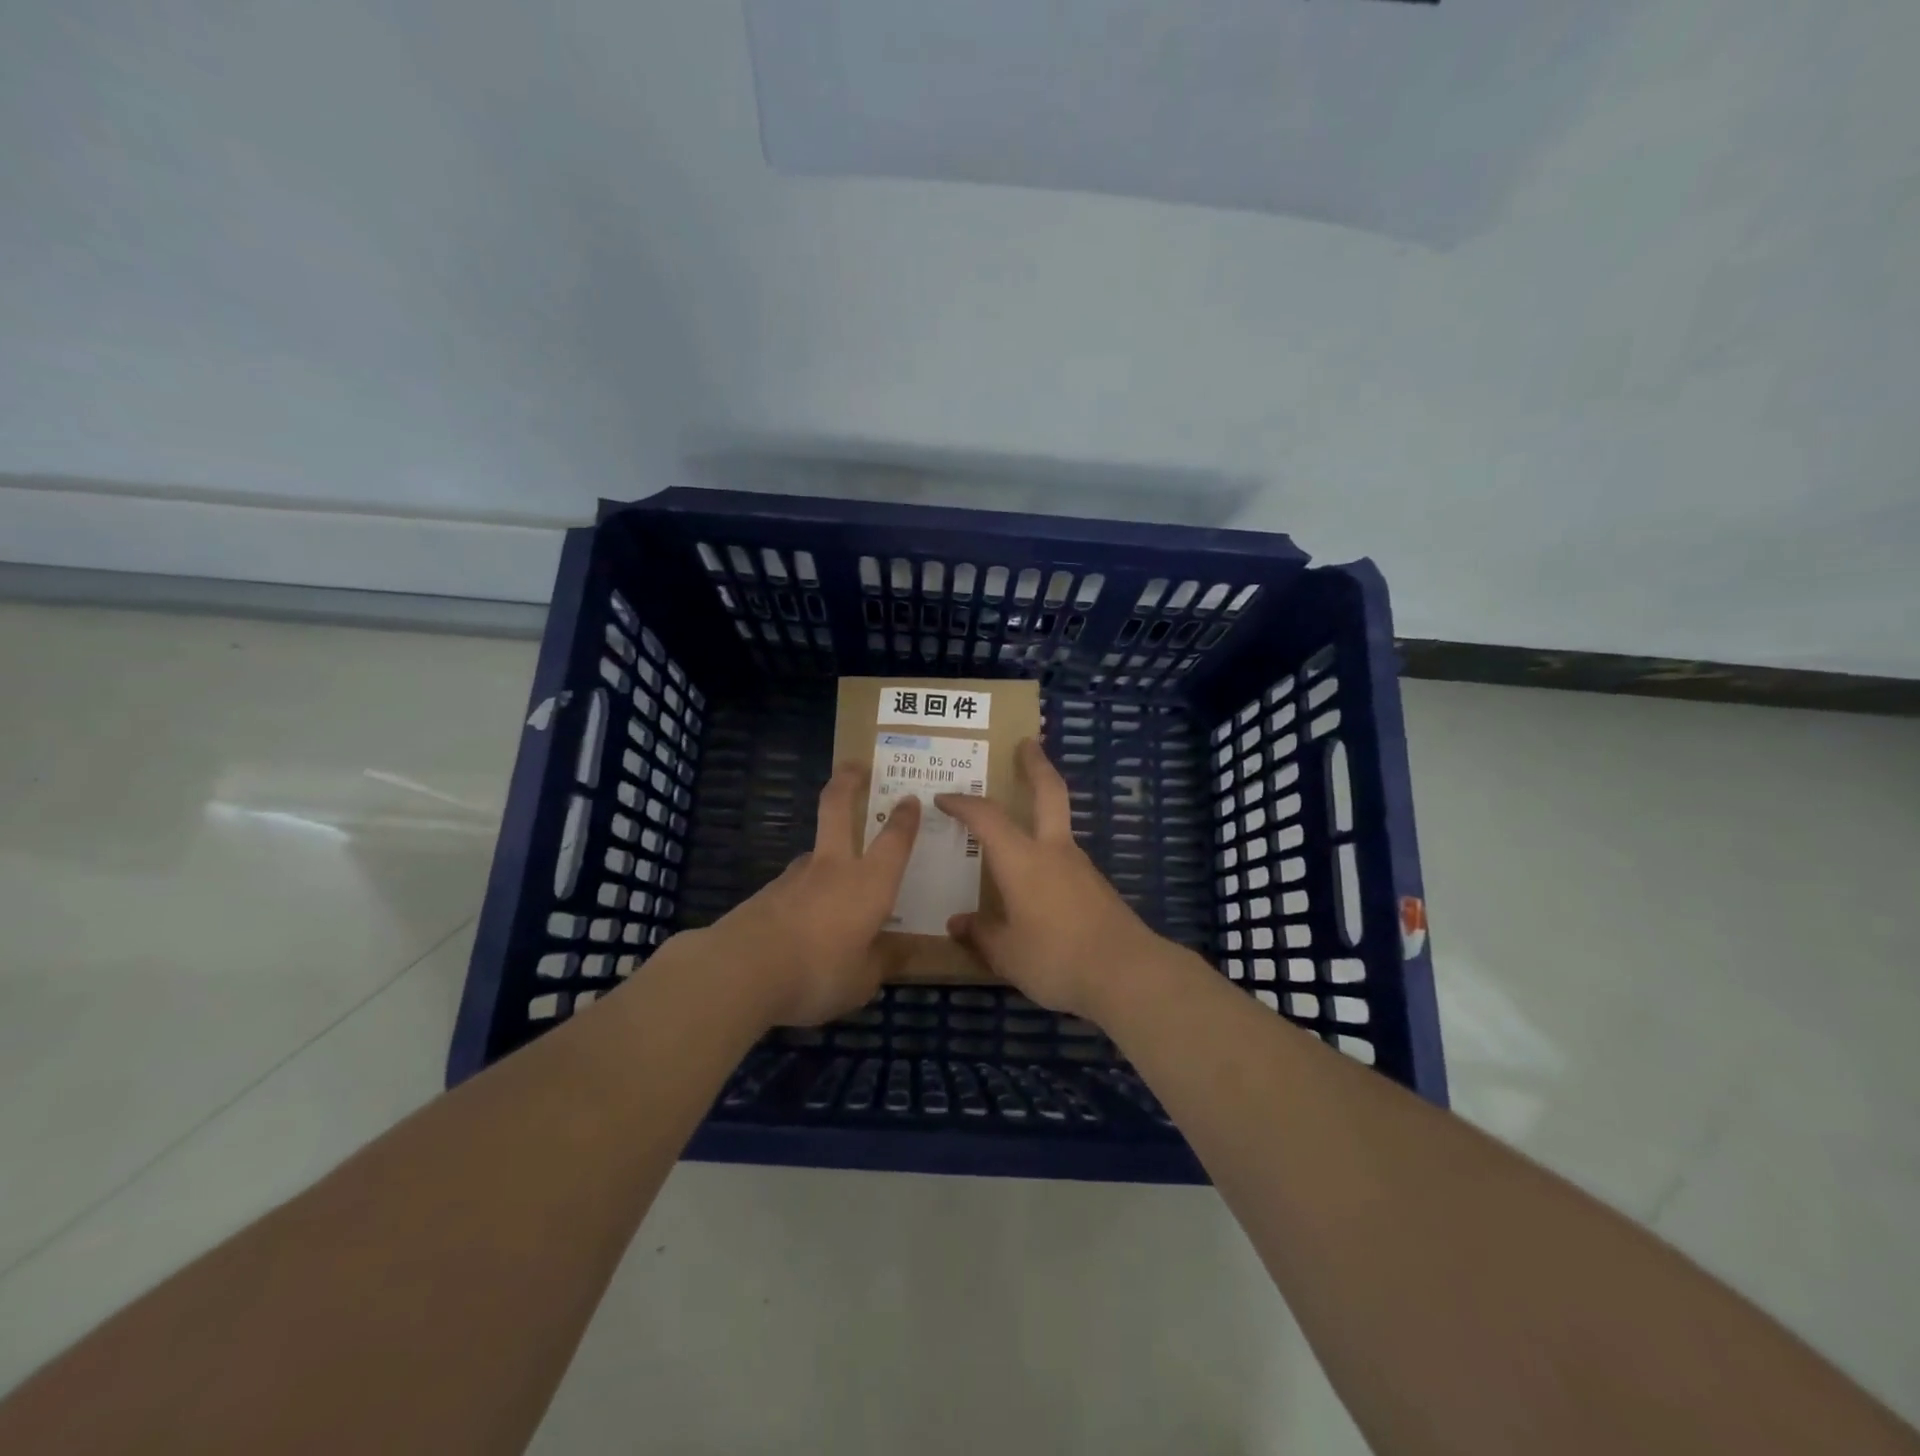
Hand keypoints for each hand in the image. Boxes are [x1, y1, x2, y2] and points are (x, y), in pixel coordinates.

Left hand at [701, 764, 919, 1025]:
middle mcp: (833, 868)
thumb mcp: (862, 981)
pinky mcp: (765, 894)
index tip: (910, 798)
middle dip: (848, 781)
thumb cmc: (818, 972)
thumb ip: (881, 962)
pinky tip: (801, 929)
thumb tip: (899, 951)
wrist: (741, 971)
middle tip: (855, 766)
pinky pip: (794, 888)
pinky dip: (803, 898)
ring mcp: (794, 877)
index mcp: (869, 883)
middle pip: (837, 807)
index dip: (905, 817)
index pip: (894, 840)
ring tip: (834, 899)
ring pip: (814, 853)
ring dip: (826, 859)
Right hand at [936, 738, 1168, 1022]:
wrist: (1128, 975)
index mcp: (1023, 860)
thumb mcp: (1007, 954)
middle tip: (1027, 743)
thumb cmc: (1057, 958)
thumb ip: (981, 934)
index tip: (944, 797)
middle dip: (1036, 764)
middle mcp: (1054, 852)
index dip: (963, 803)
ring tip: (1016, 829)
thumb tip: (958, 923)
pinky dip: (1047, 855)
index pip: (987, 817)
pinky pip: (1064, 860)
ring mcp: (1081, 868)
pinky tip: (1036, 885)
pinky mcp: (1097, 888)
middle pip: (1050, 792)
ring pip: (1059, 826)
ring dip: (1042, 812)